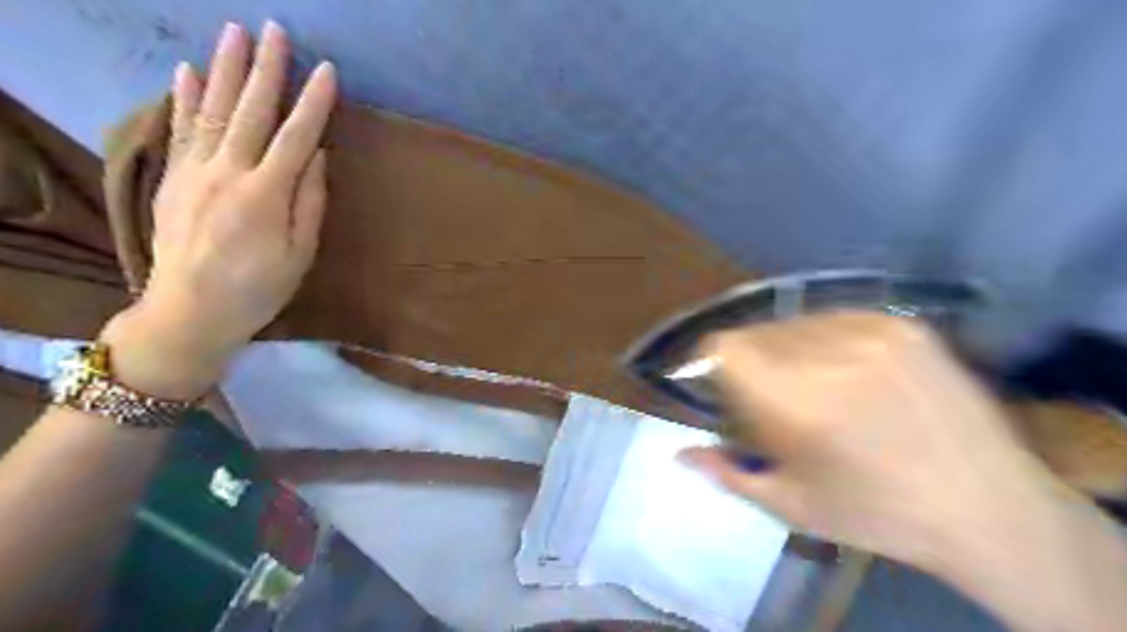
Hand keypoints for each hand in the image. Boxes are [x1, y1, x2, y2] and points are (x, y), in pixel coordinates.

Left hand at [101, 21, 334, 400]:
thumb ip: (310, 203)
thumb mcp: (300, 254)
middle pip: (251, 112)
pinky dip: (184, 98)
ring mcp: (194, 171)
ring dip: (225, 70)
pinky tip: (188, 71)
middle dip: (267, 70)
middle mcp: (228, 173)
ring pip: (212, 110)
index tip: (327, 72)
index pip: (296, 138)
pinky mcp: (172, 177)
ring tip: (235, 34)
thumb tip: (319, 158)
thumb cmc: (258, 288)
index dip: (314, 104)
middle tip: (276, 32)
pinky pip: (179, 129)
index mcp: (266, 194)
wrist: (191, 309)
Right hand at [677, 310, 1066, 571]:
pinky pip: (834, 318)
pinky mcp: (904, 325)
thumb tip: (679, 452)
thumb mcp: (791, 507)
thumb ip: (726, 473)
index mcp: (798, 403)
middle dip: (747, 360)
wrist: (990, 508)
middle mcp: (830, 355)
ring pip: (792, 322)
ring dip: (784, 349)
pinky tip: (846, 372)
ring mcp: (873, 332)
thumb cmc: (877, 515)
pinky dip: (823, 340)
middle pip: (754, 332)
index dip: (708, 361)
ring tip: (811, 385)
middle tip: (768, 396)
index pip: (724, 347)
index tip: (717, 383)